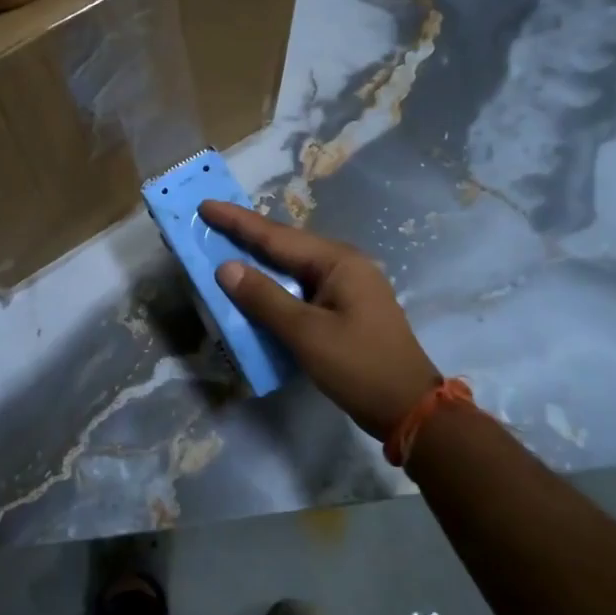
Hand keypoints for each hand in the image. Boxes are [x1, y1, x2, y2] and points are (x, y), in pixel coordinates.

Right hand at [199, 201, 440, 440]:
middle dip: (246, 235)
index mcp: (338, 261)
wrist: (410, 409)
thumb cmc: (359, 366)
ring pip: (292, 266)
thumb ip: (264, 298)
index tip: (205, 205)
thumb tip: (226, 268)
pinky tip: (255, 288)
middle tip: (209, 223)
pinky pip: (301, 287)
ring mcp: (347, 287)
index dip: (238, 222)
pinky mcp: (344, 308)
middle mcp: (344, 265)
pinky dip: (274, 286)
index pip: (277, 236)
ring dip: (259, 261)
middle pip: (285, 245)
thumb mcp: (306, 333)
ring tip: (224, 249)